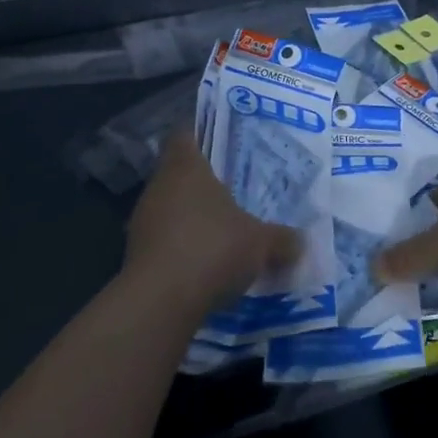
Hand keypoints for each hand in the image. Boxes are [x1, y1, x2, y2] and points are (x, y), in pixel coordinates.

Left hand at [123, 130, 301, 312]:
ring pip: (171, 207)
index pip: (185, 134)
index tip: (223, 142)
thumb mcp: (260, 243)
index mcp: (186, 167)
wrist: (159, 303)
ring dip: (193, 217)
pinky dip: (183, 246)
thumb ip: (281, 239)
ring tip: (224, 228)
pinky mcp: (136, 254)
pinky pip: (165, 239)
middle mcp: (160, 186)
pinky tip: (207, 263)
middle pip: (179, 173)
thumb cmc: (212, 249)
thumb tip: (301, 241)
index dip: (201, 134)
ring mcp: (144, 221)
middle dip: (205, 181)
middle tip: (236, 187)